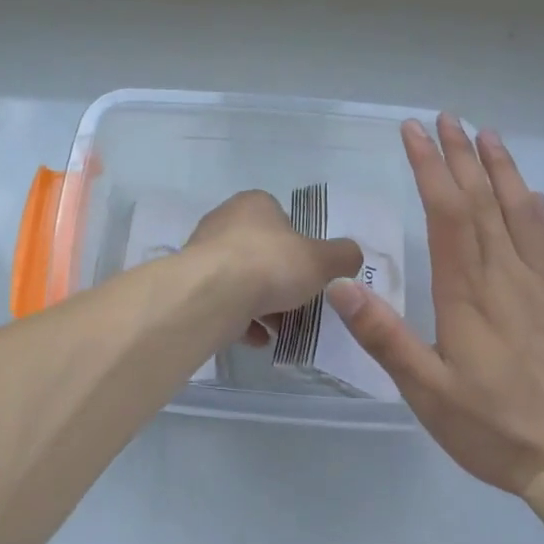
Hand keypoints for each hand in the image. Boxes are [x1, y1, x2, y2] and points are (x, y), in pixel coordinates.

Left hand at [184, 190, 361, 338]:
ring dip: (261, 303)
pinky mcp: (192, 284)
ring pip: (241, 278)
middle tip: (299, 302)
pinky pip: (224, 301)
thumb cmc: (270, 264)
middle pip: (261, 251)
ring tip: (281, 329)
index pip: (281, 218)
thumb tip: (352, 255)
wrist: (212, 294)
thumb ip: (342, 256)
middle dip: (280, 278)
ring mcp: (203, 252)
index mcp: (254, 204)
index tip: (310, 271)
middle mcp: (224, 221)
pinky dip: (242, 319)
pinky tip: (258, 339)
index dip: (299, 245)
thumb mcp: (321, 260)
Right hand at [328, 115, 543, 495]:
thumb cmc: (494, 427)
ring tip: (489, 136)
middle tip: (447, 118)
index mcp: (469, 291)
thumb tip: (342, 285)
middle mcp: (506, 275)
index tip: (414, 133)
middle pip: (482, 201)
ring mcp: (541, 287)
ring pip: (521, 212)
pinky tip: (535, 197)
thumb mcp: (426, 390)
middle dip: (461, 155)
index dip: (430, 167)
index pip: (447, 212)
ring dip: (502, 170)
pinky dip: (540, 213)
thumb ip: (384, 336)